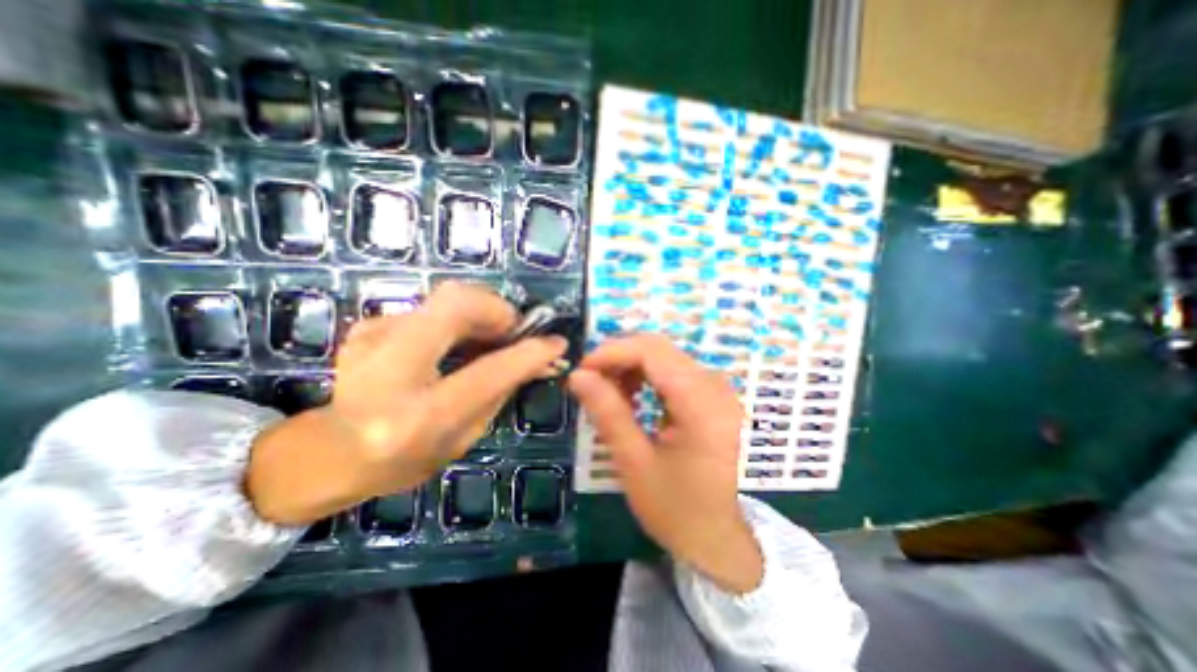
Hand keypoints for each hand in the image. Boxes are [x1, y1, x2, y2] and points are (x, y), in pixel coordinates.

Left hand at [245, 282, 566, 527]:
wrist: (331, 452)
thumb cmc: (407, 457)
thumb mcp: (466, 435)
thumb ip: (502, 390)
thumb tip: (539, 357)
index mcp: (419, 416)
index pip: (489, 372)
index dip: (529, 352)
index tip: (556, 342)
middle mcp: (389, 370)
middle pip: (456, 303)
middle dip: (498, 309)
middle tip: (514, 330)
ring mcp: (371, 339)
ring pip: (445, 298)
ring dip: (480, 312)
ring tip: (490, 337)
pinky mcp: (367, 326)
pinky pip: (429, 309)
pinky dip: (454, 319)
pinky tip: (453, 343)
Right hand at [568, 335, 760, 591]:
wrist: (722, 540)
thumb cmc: (677, 509)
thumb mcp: (635, 463)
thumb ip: (608, 413)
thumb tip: (578, 375)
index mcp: (701, 403)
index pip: (651, 352)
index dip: (612, 352)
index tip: (582, 370)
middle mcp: (715, 386)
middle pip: (659, 349)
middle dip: (619, 358)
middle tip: (591, 382)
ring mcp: (718, 390)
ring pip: (666, 357)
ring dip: (632, 367)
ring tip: (609, 393)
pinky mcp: (714, 397)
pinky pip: (676, 372)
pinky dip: (648, 377)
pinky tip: (633, 397)